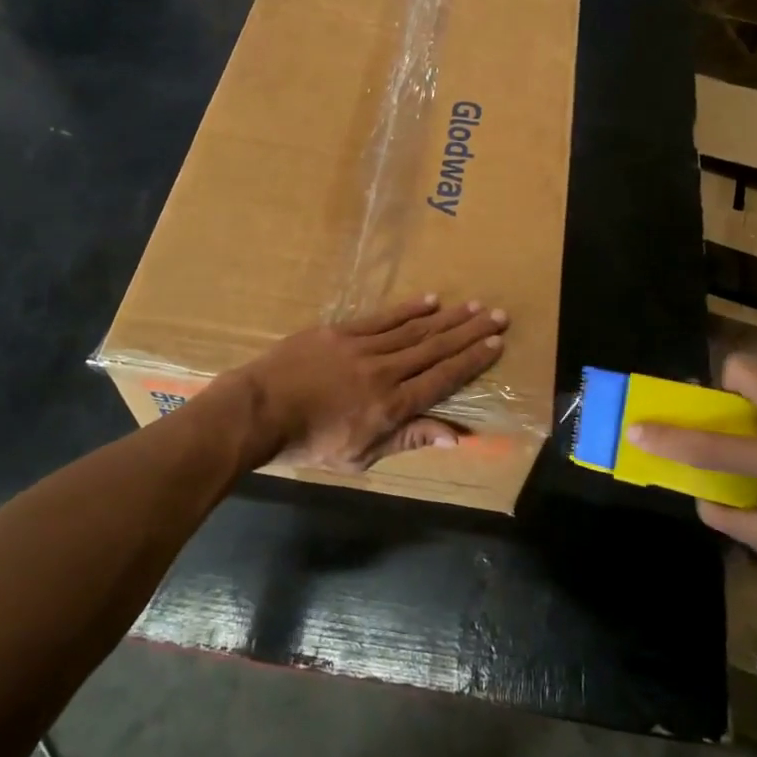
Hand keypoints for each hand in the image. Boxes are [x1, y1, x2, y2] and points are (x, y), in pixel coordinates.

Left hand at [229, 296, 506, 471]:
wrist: (258, 412)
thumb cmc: (309, 444)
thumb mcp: (361, 456)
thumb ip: (408, 439)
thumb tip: (456, 435)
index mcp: (392, 406)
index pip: (442, 378)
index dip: (471, 361)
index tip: (496, 344)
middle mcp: (385, 372)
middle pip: (435, 348)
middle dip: (470, 332)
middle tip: (498, 314)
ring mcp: (362, 347)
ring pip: (414, 329)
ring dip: (447, 317)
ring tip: (473, 305)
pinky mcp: (341, 332)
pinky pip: (382, 318)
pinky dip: (408, 309)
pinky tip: (430, 300)